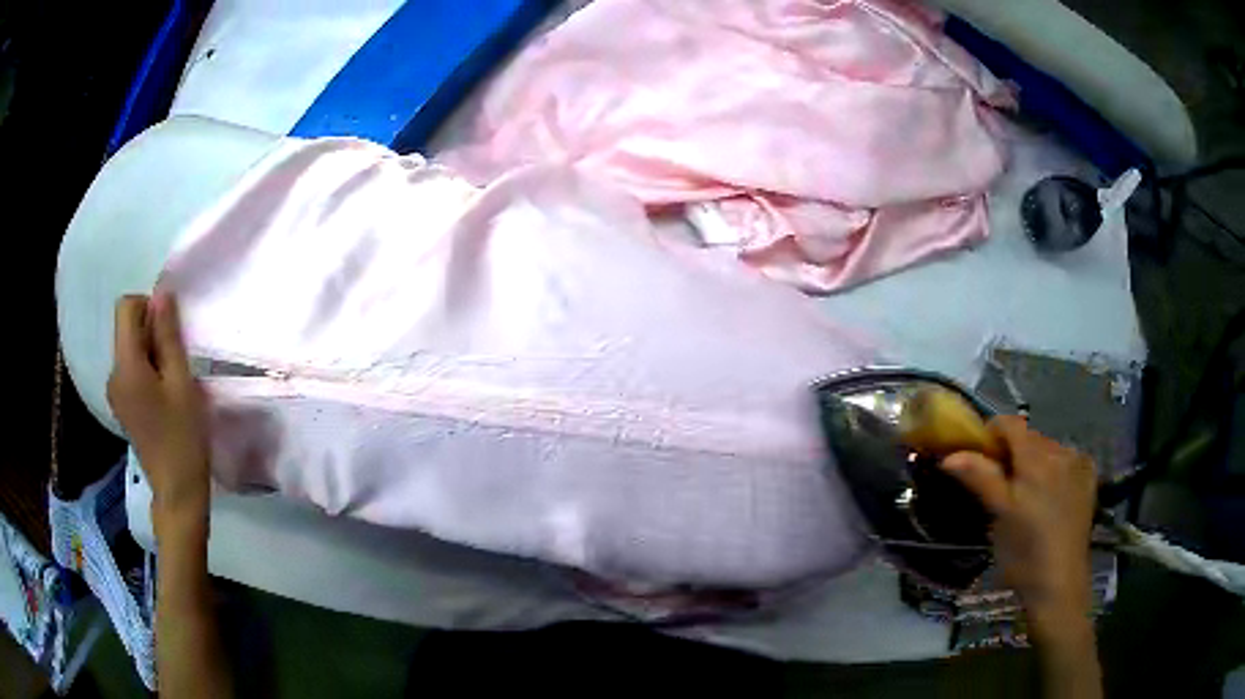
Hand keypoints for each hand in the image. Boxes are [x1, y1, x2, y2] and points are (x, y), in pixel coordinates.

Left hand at [107, 294, 210, 529]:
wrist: (177, 492)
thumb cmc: (183, 437)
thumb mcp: (181, 382)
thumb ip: (168, 336)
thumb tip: (161, 295)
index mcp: (125, 366)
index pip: (126, 307)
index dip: (149, 307)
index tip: (170, 332)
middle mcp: (113, 374)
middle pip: (126, 328)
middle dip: (151, 331)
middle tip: (176, 362)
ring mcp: (115, 392)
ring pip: (130, 348)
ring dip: (151, 352)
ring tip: (172, 382)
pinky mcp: (121, 405)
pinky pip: (130, 369)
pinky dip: (147, 370)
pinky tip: (163, 397)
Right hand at [942, 416, 1096, 635]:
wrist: (1059, 583)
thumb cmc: (1023, 553)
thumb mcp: (998, 516)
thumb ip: (980, 478)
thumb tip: (951, 455)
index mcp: (1035, 457)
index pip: (1010, 423)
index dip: (991, 434)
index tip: (980, 458)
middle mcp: (1060, 451)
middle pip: (1030, 436)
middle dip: (1013, 452)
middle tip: (1001, 485)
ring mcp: (1078, 463)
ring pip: (1048, 448)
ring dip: (1034, 461)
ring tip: (1026, 495)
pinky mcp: (1088, 479)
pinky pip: (1066, 460)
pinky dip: (1054, 469)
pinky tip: (1051, 495)